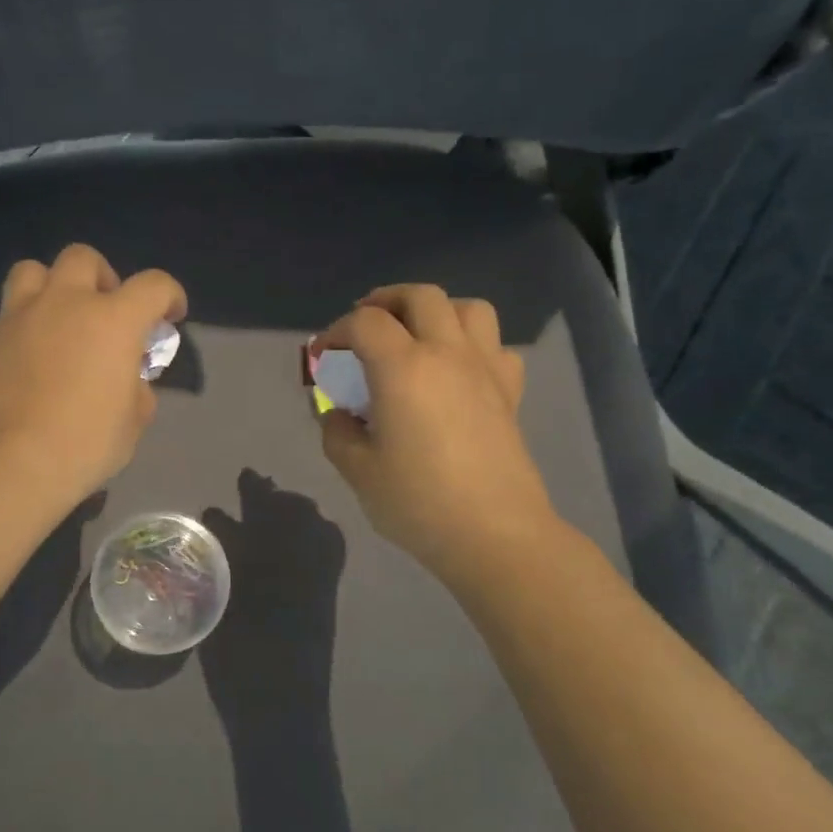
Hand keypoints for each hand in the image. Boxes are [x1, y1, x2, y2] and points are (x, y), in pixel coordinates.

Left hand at [0, 244, 186, 510]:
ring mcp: (22, 316)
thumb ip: (137, 392)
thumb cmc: (83, 444)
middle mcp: (67, 303)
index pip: (153, 285)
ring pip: (35, 270)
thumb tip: (130, 383)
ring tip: (61, 319)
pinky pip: (12, 310)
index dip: (169, 296)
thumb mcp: (132, 424)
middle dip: (103, 278)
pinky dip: (28, 320)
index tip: (170, 316)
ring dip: (54, 285)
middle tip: (107, 313)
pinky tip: (34, 354)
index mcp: (113, 321)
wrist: (8, 461)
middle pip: (84, 258)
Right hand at [314, 285, 559, 582]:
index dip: (335, 332)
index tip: (322, 356)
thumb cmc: (418, 502)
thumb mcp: (358, 471)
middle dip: (385, 301)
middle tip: (364, 325)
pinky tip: (457, 372)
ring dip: (436, 312)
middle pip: (420, 296)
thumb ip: (337, 433)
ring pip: (468, 309)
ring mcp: (485, 370)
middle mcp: (447, 354)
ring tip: (416, 336)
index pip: (364, 323)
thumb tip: (338, 414)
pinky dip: (473, 346)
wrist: (495, 535)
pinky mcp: (510, 393)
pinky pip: (496, 347)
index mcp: (404, 368)